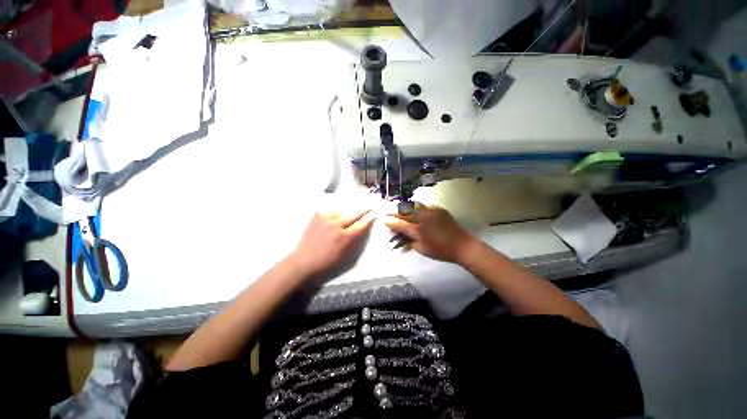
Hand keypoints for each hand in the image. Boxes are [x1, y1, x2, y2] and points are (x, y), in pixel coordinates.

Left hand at [288, 209, 374, 277]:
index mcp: (345, 237)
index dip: (369, 218)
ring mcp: (326, 219)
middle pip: (353, 214)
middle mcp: (336, 225)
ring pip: (342, 210)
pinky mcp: (317, 217)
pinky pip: (330, 210)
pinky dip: (336, 211)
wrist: (303, 262)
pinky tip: (338, 212)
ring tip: (352, 211)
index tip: (373, 214)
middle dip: (362, 210)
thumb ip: (355, 241)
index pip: (361, 224)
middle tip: (368, 207)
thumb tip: (362, 228)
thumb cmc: (327, 263)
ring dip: (349, 210)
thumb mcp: (346, 256)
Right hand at [384, 203, 476, 263]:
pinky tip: (415, 210)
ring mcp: (431, 211)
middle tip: (389, 212)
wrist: (461, 245)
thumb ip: (409, 240)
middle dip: (394, 211)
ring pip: (413, 205)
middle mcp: (422, 217)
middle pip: (404, 211)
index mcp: (417, 229)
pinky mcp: (438, 209)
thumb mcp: (421, 249)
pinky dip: (417, 207)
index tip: (384, 220)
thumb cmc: (440, 250)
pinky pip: (424, 206)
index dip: (390, 222)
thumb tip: (402, 234)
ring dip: (404, 207)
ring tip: (400, 209)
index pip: (399, 223)